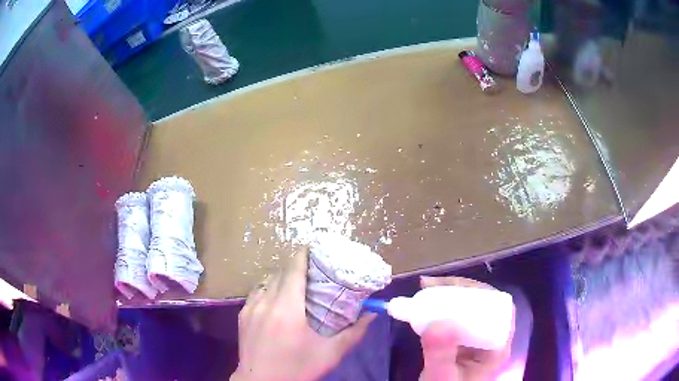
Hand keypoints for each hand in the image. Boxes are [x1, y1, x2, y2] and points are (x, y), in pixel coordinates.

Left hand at [231, 247, 375, 380]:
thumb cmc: (297, 369)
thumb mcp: (330, 354)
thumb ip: (353, 333)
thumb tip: (372, 315)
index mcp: (288, 308)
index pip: (294, 270)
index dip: (303, 254)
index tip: (313, 246)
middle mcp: (266, 302)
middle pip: (280, 273)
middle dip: (295, 265)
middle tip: (312, 268)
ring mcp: (250, 308)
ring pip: (266, 282)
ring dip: (281, 278)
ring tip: (295, 282)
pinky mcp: (242, 315)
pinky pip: (256, 293)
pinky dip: (268, 289)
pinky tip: (276, 300)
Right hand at [419, 276, 513, 380]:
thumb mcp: (441, 377)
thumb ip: (441, 355)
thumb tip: (438, 323)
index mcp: (496, 346)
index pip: (499, 310)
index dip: (479, 295)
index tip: (452, 289)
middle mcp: (490, 337)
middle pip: (483, 303)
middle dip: (458, 290)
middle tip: (430, 285)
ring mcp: (475, 337)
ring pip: (469, 307)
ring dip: (447, 295)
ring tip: (424, 288)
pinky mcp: (460, 338)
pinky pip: (454, 316)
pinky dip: (439, 307)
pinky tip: (424, 304)